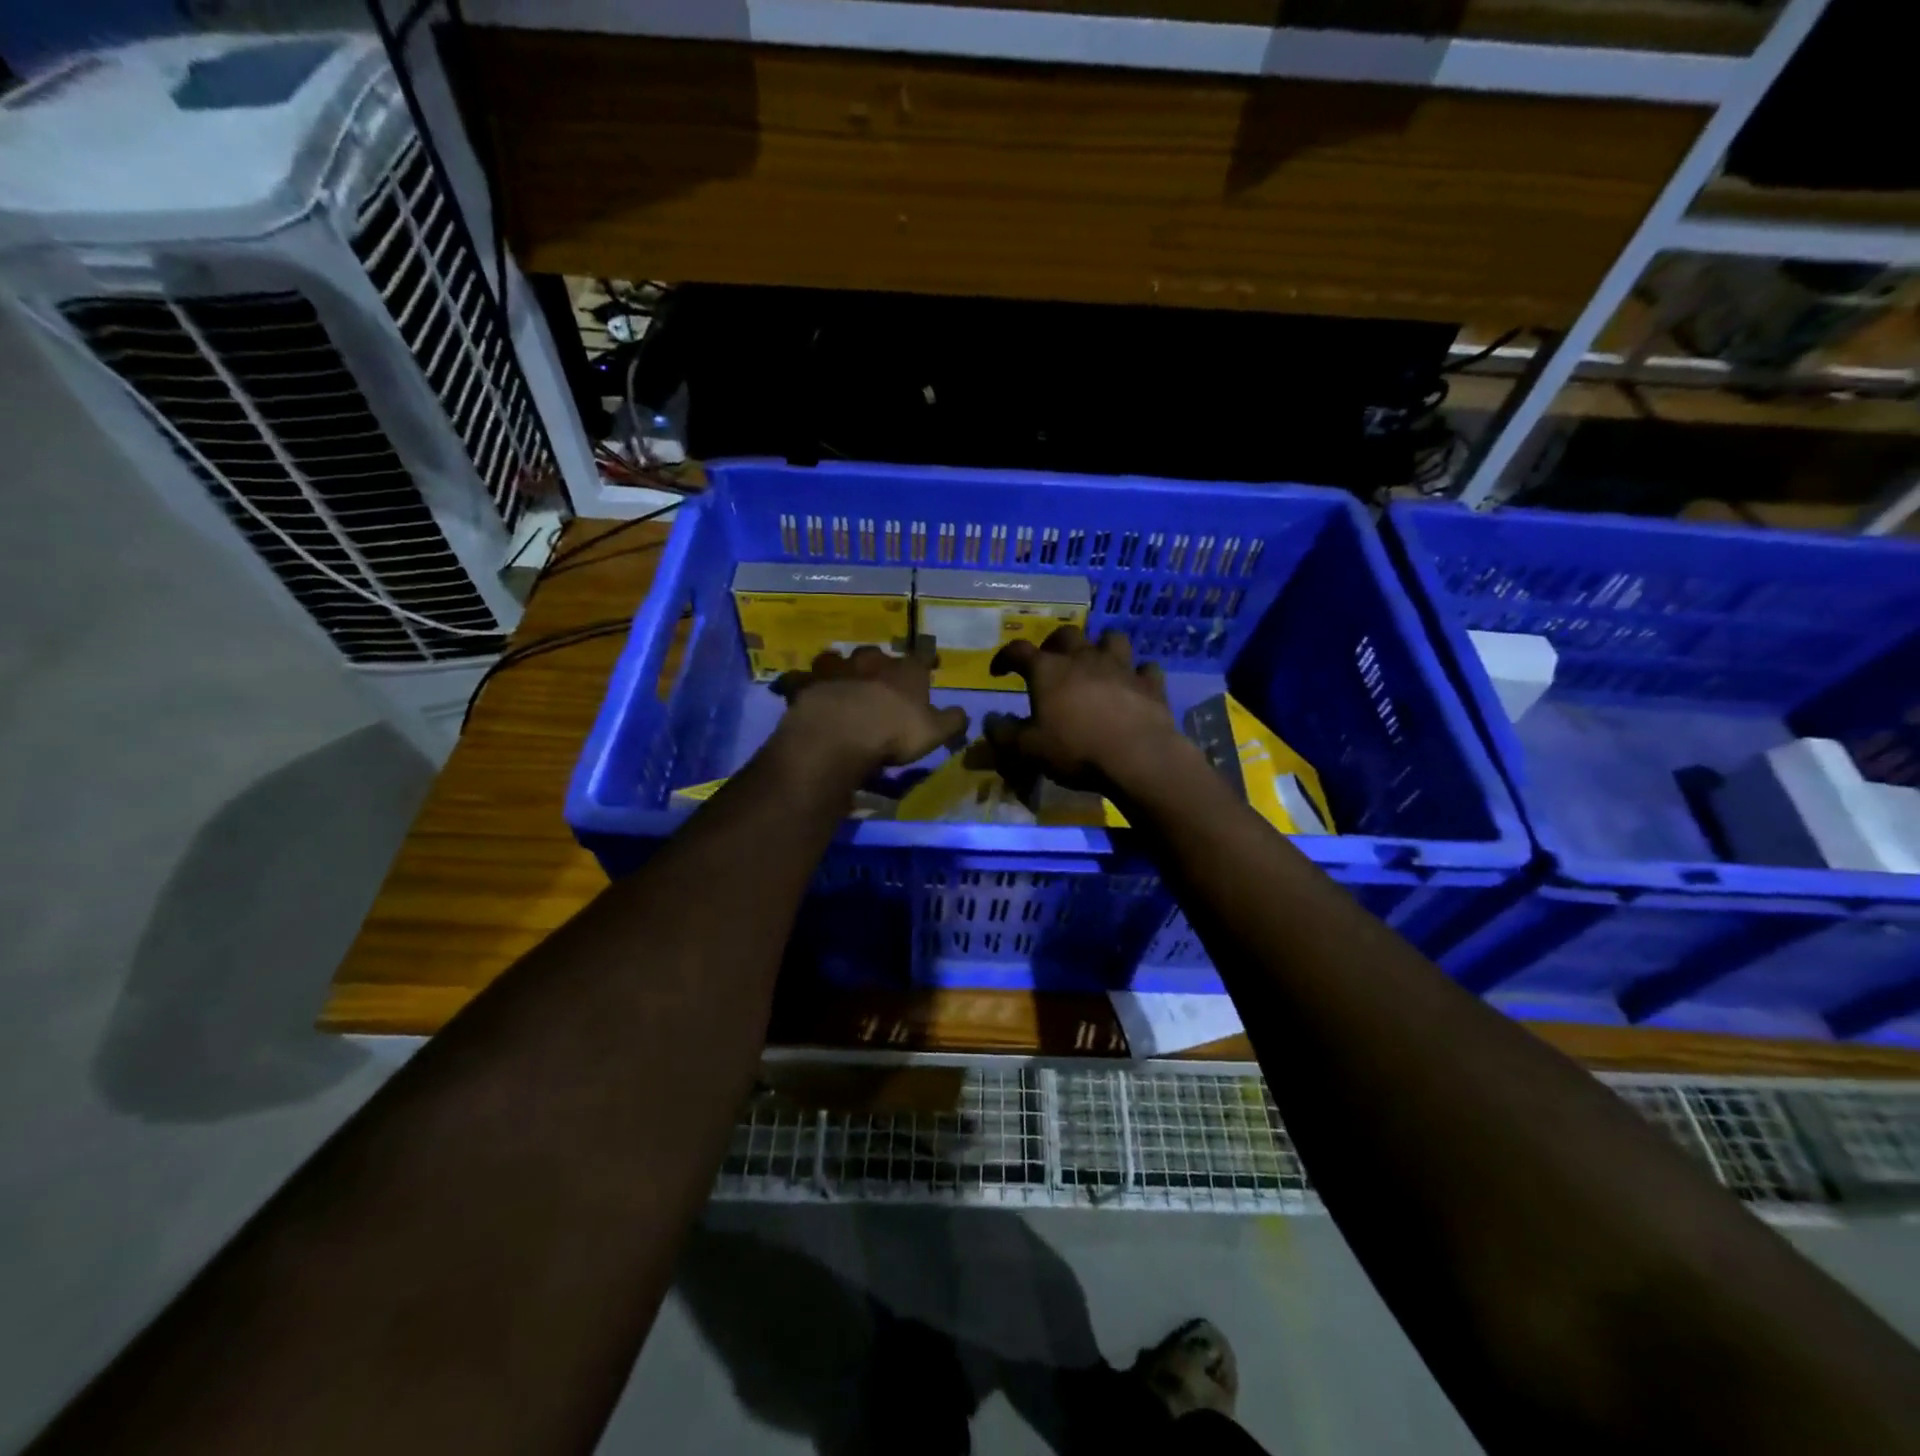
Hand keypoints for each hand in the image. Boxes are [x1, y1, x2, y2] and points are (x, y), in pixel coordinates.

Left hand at [771, 646, 968, 777]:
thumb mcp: (934, 732)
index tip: (932, 659)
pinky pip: (803, 679)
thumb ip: (952, 721)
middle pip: (877, 655)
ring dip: (841, 667)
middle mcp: (872, 662)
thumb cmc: (894, 732)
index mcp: (906, 671)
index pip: (923, 656)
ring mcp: (837, 670)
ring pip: (838, 659)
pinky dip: (804, 683)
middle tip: (880, 675)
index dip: (928, 657)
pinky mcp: (808, 684)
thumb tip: (963, 713)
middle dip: (879, 663)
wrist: (840, 734)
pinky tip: (803, 690)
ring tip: (840, 678)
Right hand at [984, 627, 1192, 796]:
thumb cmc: (1075, 750)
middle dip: (1054, 645)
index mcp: (1048, 670)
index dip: (1005, 657)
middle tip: (1050, 663)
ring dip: (1101, 646)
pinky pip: (1145, 668)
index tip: (999, 671)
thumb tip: (990, 720)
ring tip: (1095, 662)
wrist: (1137, 756)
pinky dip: (1138, 674)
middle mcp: (1083, 658)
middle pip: (1065, 635)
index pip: (1018, 651)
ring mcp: (1120, 666)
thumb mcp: (1028, 750)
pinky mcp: (1149, 682)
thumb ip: (1004, 733)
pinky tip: (1134, 684)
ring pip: (1111, 639)